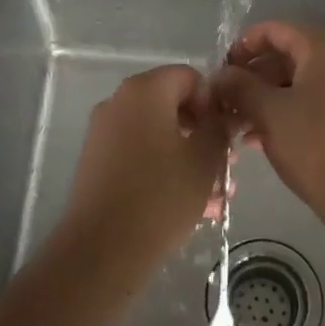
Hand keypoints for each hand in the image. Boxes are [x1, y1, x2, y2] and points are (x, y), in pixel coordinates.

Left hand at [60, 64, 229, 260]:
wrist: (103, 248)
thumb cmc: (161, 195)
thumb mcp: (205, 159)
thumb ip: (219, 128)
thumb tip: (225, 114)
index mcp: (145, 90)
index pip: (189, 77)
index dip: (213, 102)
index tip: (227, 136)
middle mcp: (119, 102)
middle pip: (172, 105)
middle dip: (202, 134)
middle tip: (226, 167)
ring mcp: (103, 132)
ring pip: (158, 135)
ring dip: (188, 158)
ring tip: (214, 197)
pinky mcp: (96, 162)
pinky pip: (139, 154)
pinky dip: (163, 170)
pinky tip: (189, 206)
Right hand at [211, 22, 324, 208]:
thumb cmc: (314, 144)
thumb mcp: (268, 112)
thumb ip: (240, 86)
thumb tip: (221, 75)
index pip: (274, 30)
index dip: (242, 46)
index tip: (220, 72)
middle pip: (287, 55)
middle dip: (252, 77)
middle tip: (225, 102)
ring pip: (298, 82)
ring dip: (265, 98)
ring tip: (237, 125)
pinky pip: (313, 101)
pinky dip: (286, 112)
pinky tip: (260, 138)